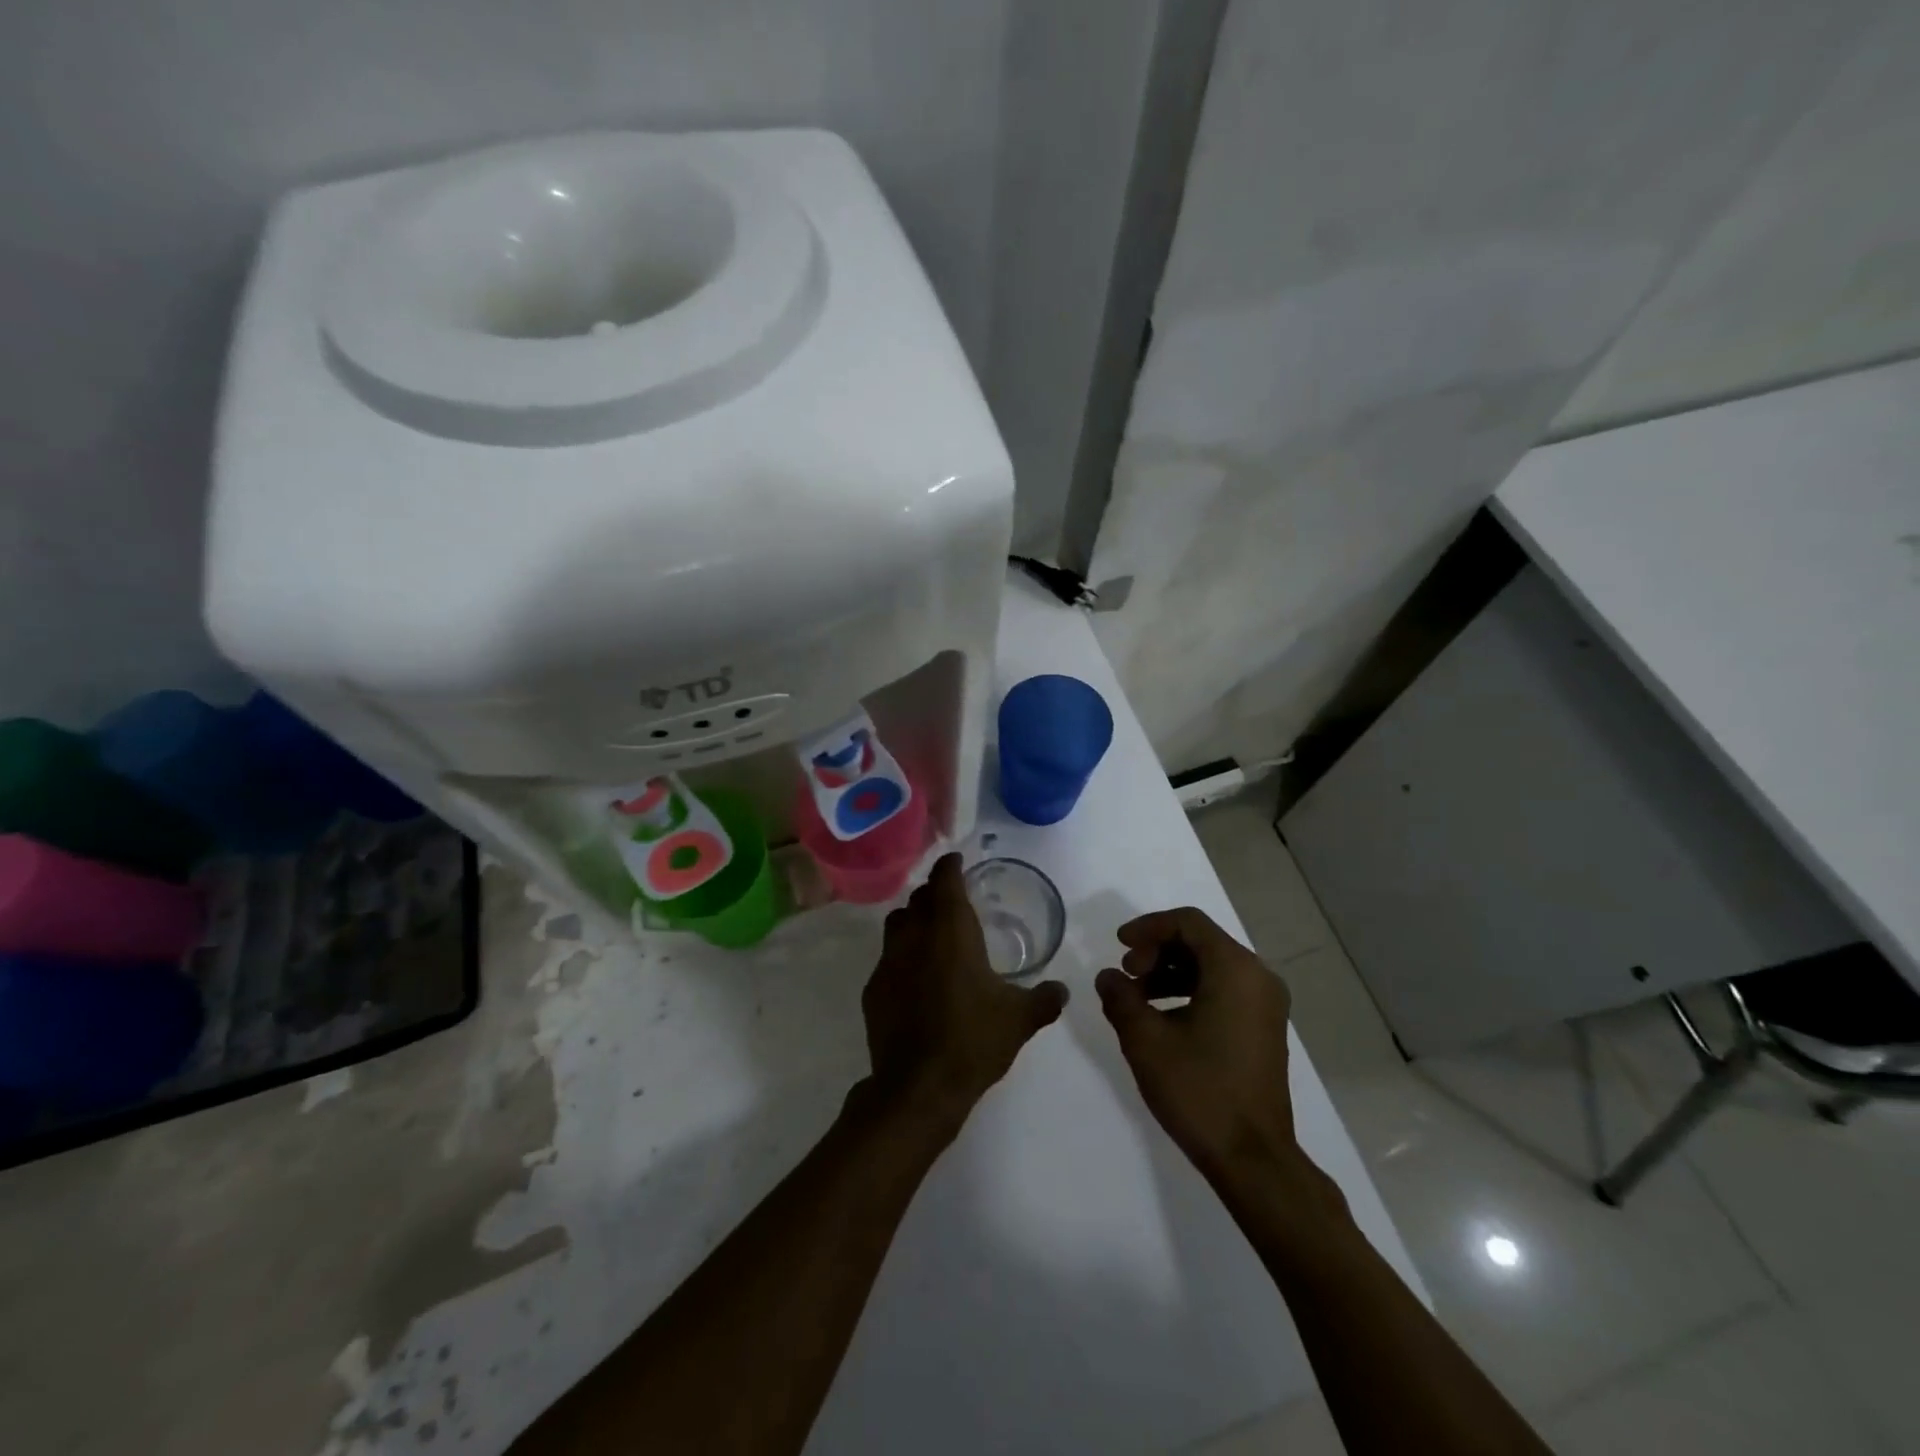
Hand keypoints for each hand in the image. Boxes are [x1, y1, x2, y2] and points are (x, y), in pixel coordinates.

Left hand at [861, 854, 1067, 1126]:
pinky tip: (915, 979)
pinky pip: (886, 959)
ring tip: (931, 935)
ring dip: (913, 920)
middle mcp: (915, 936)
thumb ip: (1044, 999)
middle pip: (919, 898)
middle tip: (952, 902)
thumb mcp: (1019, 1020)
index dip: (950, 866)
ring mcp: (888, 962)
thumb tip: (1062, 990)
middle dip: (934, 893)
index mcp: (951, 931)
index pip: (945, 881)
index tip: (957, 860)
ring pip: (896, 923)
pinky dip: (901, 957)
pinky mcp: (873, 989)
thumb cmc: (973, 1041)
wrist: (918, 1087)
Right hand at [1096, 907, 1297, 1186]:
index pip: (1188, 923)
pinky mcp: (1263, 1028)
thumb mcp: (1146, 1040)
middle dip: (1157, 951)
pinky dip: (1189, 991)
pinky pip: (1223, 990)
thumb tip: (1108, 977)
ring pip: (1211, 967)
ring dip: (1170, 972)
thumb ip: (1121, 998)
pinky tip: (1162, 1018)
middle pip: (1200, 942)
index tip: (1118, 946)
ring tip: (1136, 998)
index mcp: (1235, 969)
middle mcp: (1258, 977)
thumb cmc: (1199, 1090)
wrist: (1253, 1159)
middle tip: (1126, 975)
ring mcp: (1265, 1004)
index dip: (1148, 927)